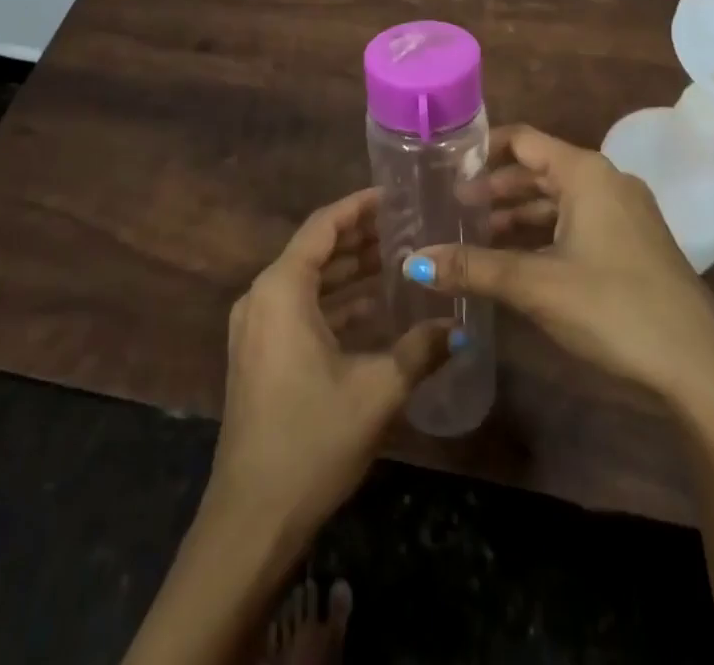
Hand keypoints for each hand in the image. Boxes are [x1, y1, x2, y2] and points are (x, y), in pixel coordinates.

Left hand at [206, 189, 452, 544]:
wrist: (251, 518)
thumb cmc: (312, 440)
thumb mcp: (377, 391)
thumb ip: (421, 350)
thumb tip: (462, 327)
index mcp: (282, 289)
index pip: (324, 225)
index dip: (359, 206)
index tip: (395, 195)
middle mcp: (261, 296)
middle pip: (316, 249)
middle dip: (360, 237)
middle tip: (407, 225)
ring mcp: (255, 327)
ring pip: (308, 280)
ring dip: (349, 270)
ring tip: (397, 258)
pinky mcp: (258, 354)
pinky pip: (299, 308)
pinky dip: (334, 301)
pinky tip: (373, 307)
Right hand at [410, 125, 713, 419]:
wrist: (700, 367)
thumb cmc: (614, 307)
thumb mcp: (536, 284)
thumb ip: (473, 268)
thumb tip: (413, 261)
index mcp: (586, 173)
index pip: (524, 140)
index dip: (483, 149)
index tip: (445, 165)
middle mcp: (606, 181)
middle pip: (538, 169)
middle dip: (494, 188)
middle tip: (450, 207)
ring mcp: (624, 213)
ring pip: (557, 200)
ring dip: (517, 214)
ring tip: (473, 235)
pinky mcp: (632, 244)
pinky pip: (576, 222)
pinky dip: (543, 233)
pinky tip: (516, 259)